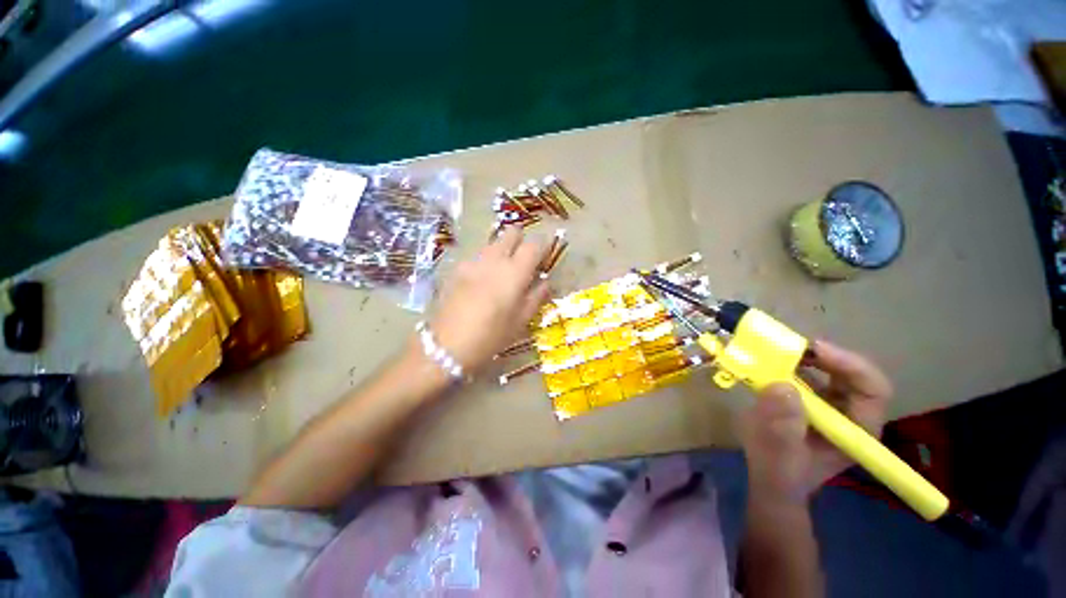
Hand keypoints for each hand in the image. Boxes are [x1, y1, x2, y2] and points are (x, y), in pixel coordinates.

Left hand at [428, 226, 550, 372]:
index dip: (543, 245)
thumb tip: (545, 281)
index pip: (534, 245)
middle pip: (511, 232)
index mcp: (515, 271)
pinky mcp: (457, 268)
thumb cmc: (491, 336)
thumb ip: (537, 296)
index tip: (545, 254)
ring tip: (503, 271)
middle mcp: (494, 258)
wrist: (447, 345)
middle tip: (524, 258)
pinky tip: (482, 280)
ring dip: (503, 249)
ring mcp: (473, 261)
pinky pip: (477, 255)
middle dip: (521, 239)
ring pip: (493, 242)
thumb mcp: (521, 320)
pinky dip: (486, 260)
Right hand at [738, 340, 892, 503]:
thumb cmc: (779, 473)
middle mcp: (850, 414)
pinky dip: (791, 364)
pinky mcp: (811, 401)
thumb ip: (782, 426)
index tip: (815, 351)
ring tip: (778, 351)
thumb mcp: (778, 453)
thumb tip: (782, 385)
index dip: (850, 365)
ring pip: (830, 371)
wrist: (771, 481)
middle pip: (851, 375)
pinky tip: (771, 363)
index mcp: (857, 431)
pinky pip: (808, 375)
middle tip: (792, 346)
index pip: (872, 389)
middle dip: (825, 356)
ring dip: (806, 358)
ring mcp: (831, 406)